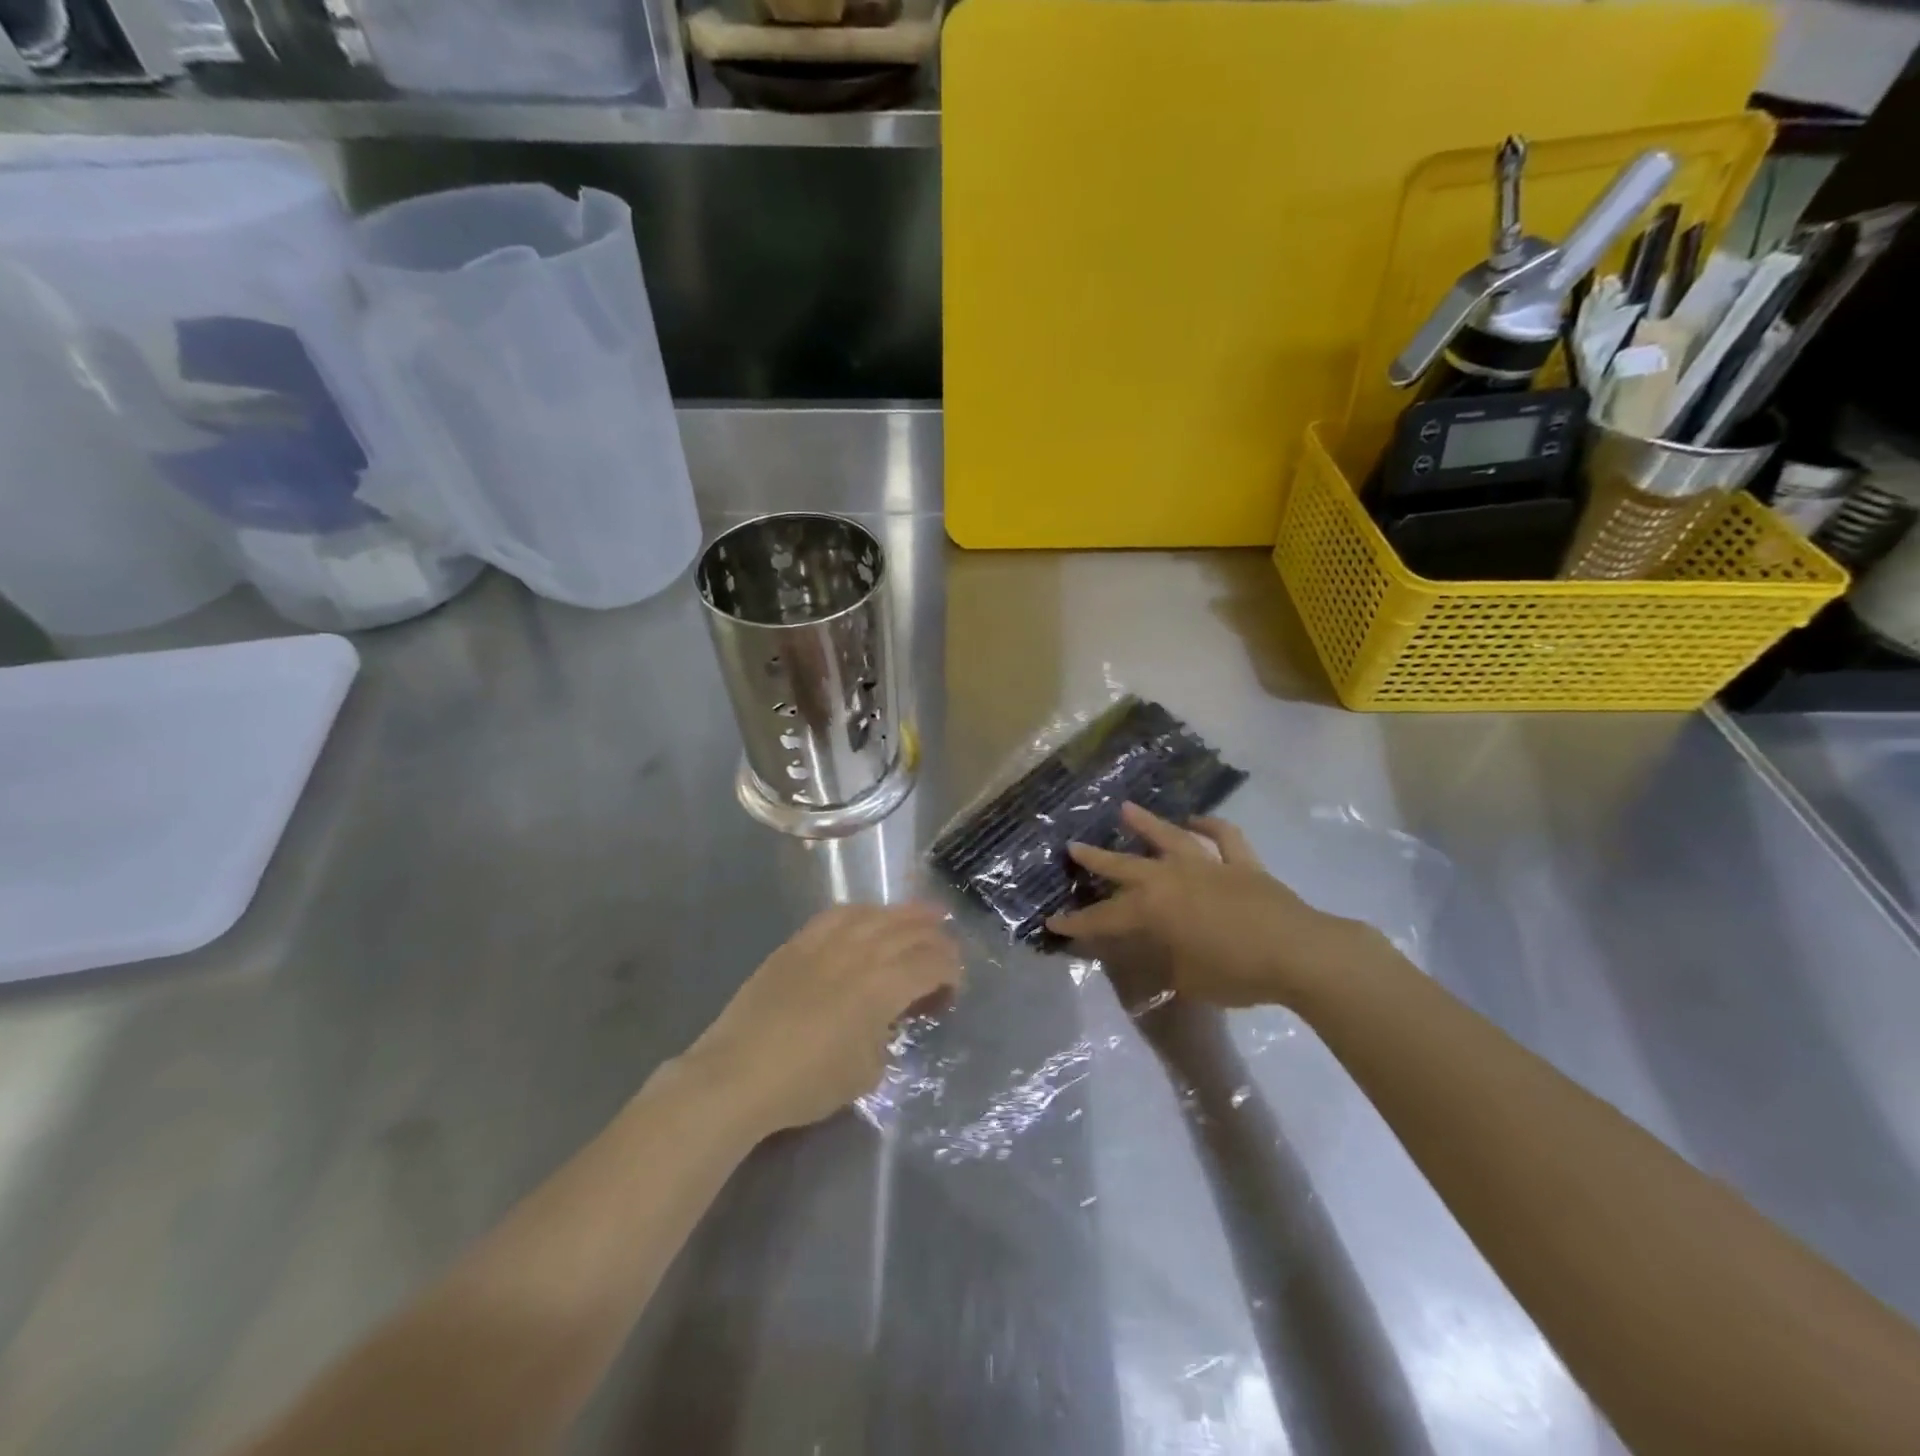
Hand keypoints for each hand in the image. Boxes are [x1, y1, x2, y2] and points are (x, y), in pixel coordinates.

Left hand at [681, 903, 962, 1134]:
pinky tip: (868, 917)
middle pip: (910, 930)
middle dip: (936, 938)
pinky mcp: (798, 942)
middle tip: (947, 950)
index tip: (951, 990)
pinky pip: (838, 914)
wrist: (738, 1074)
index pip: (932, 963)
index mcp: (884, 985)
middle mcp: (861, 951)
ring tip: (923, 915)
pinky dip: (863, 912)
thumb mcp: (867, 1070)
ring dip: (905, 914)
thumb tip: (886, 1016)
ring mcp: (827, 941)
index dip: (951, 972)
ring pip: (876, 914)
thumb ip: (887, 1034)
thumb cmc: (808, 1082)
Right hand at [1046, 803, 1383, 1010]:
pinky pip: (1224, 838)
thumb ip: (1167, 967)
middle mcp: (1173, 880)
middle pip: (1126, 867)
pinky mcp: (1242, 864)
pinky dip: (1211, 826)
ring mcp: (1208, 867)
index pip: (1106, 919)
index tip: (1054, 922)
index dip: (1078, 924)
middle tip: (1073, 846)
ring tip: (1125, 808)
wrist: (1298, 954)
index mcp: (1154, 910)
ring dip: (1147, 823)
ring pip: (1170, 838)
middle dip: (1096, 859)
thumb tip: (1155, 961)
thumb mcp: (1190, 981)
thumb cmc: (1237, 973)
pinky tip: (1197, 820)